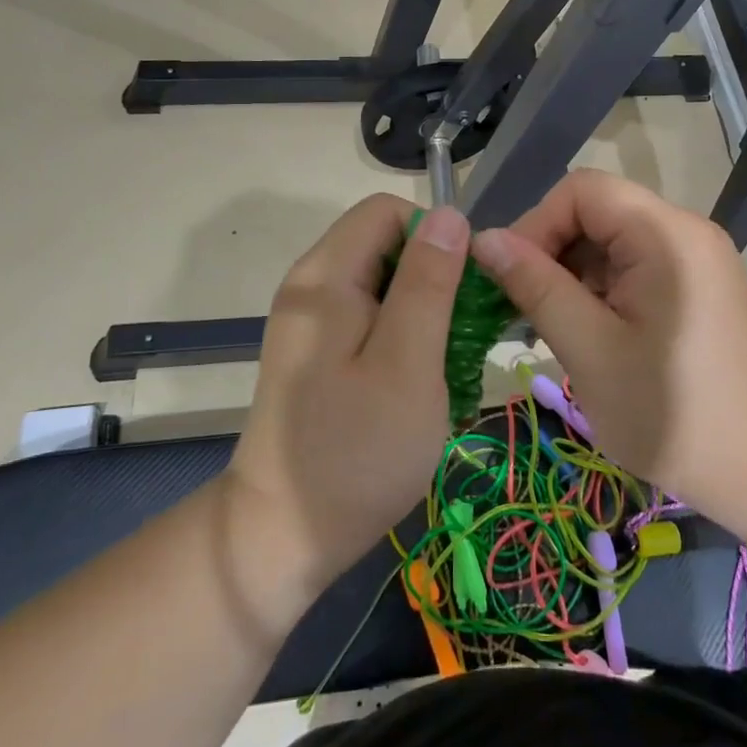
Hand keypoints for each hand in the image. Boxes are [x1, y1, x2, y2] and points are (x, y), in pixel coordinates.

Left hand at [224, 195, 467, 600]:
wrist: (282, 535)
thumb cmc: (355, 451)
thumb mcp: (407, 363)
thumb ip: (428, 283)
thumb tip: (448, 214)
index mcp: (325, 278)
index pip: (387, 211)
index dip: (434, 237)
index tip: (464, 292)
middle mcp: (311, 286)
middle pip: (385, 244)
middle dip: (434, 277)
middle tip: (462, 336)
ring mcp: (311, 321)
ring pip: (382, 283)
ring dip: (424, 311)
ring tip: (447, 363)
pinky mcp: (316, 351)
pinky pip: (369, 317)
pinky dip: (403, 335)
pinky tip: (419, 379)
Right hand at [470, 170, 746, 520]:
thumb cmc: (673, 414)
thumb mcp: (590, 350)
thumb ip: (535, 286)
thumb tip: (484, 239)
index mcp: (665, 234)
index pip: (581, 190)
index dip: (536, 225)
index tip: (510, 280)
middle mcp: (686, 232)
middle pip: (597, 212)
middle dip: (552, 253)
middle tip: (525, 311)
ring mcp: (697, 259)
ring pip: (613, 241)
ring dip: (574, 276)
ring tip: (555, 330)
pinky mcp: (698, 287)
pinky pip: (636, 267)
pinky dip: (602, 291)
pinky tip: (590, 335)